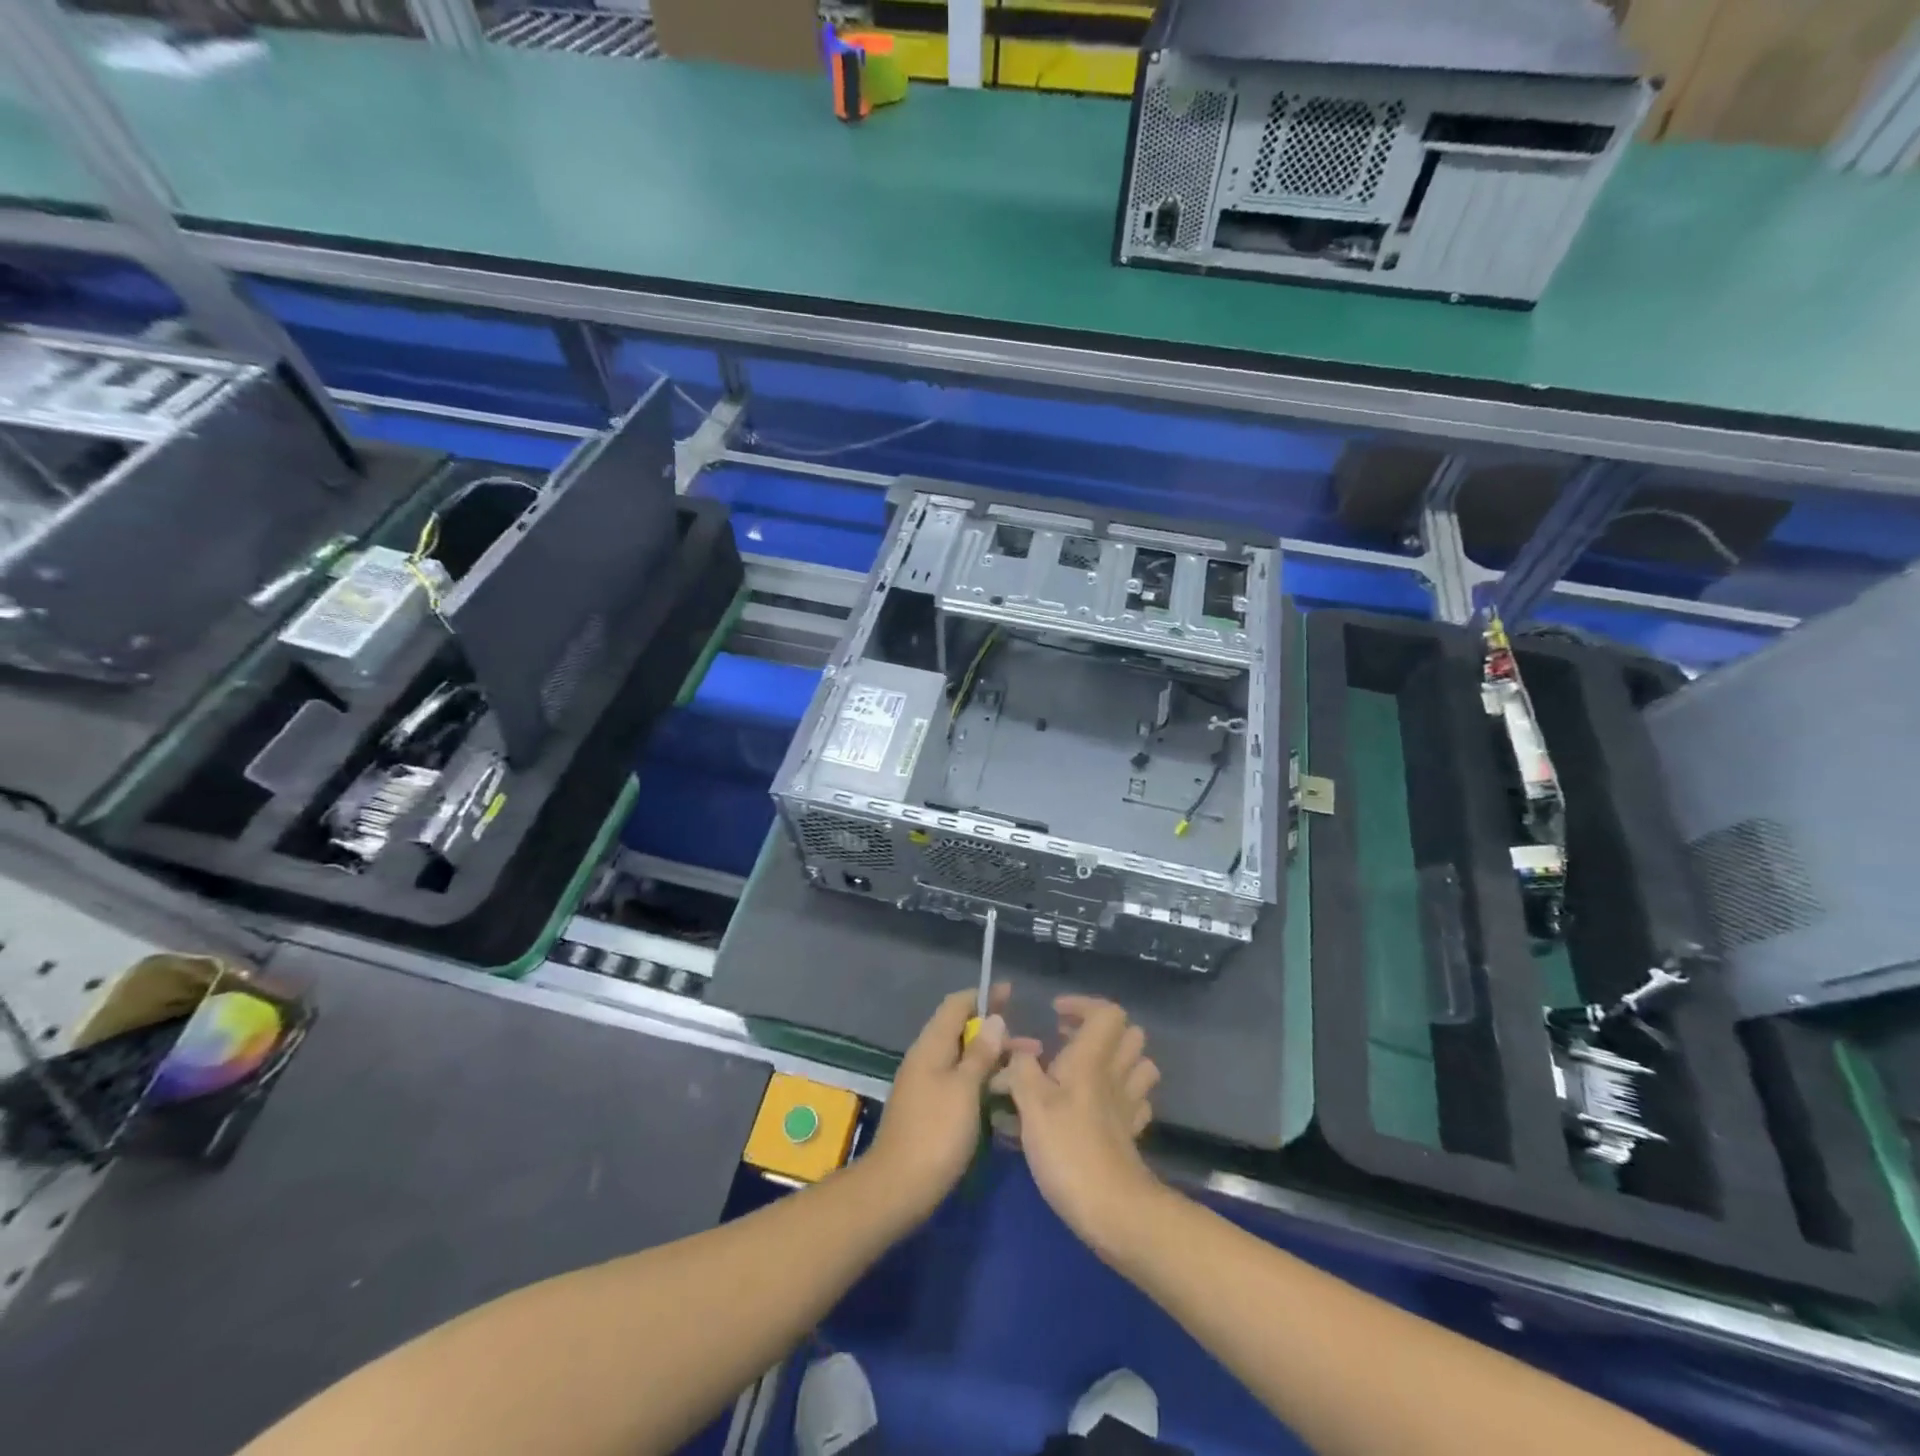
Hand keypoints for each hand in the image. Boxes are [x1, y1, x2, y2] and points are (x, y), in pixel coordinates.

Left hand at [866, 983, 1030, 1221]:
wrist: (898, 1188)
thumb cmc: (936, 1132)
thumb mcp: (965, 1089)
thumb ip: (980, 1052)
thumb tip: (994, 1018)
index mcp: (931, 1046)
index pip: (956, 1005)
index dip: (983, 996)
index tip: (1011, 994)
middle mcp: (926, 1059)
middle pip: (962, 1032)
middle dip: (996, 1032)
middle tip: (1032, 1043)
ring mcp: (926, 1085)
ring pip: (963, 1059)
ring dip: (993, 1059)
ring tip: (1026, 1069)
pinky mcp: (930, 1109)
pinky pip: (960, 1082)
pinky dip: (982, 1080)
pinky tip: (1004, 1095)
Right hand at [1002, 997, 1161, 1255]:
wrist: (1114, 1210)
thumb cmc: (1068, 1149)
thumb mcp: (1031, 1104)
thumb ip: (1021, 1069)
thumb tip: (1017, 1050)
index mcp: (1092, 1059)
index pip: (1107, 1012)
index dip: (1083, 1005)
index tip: (1055, 1015)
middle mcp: (1116, 1075)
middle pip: (1130, 1034)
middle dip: (1100, 1030)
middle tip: (1066, 1041)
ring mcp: (1128, 1106)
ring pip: (1138, 1065)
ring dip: (1116, 1059)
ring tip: (1083, 1070)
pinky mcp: (1131, 1134)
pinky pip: (1135, 1100)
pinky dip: (1120, 1095)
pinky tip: (1098, 1106)